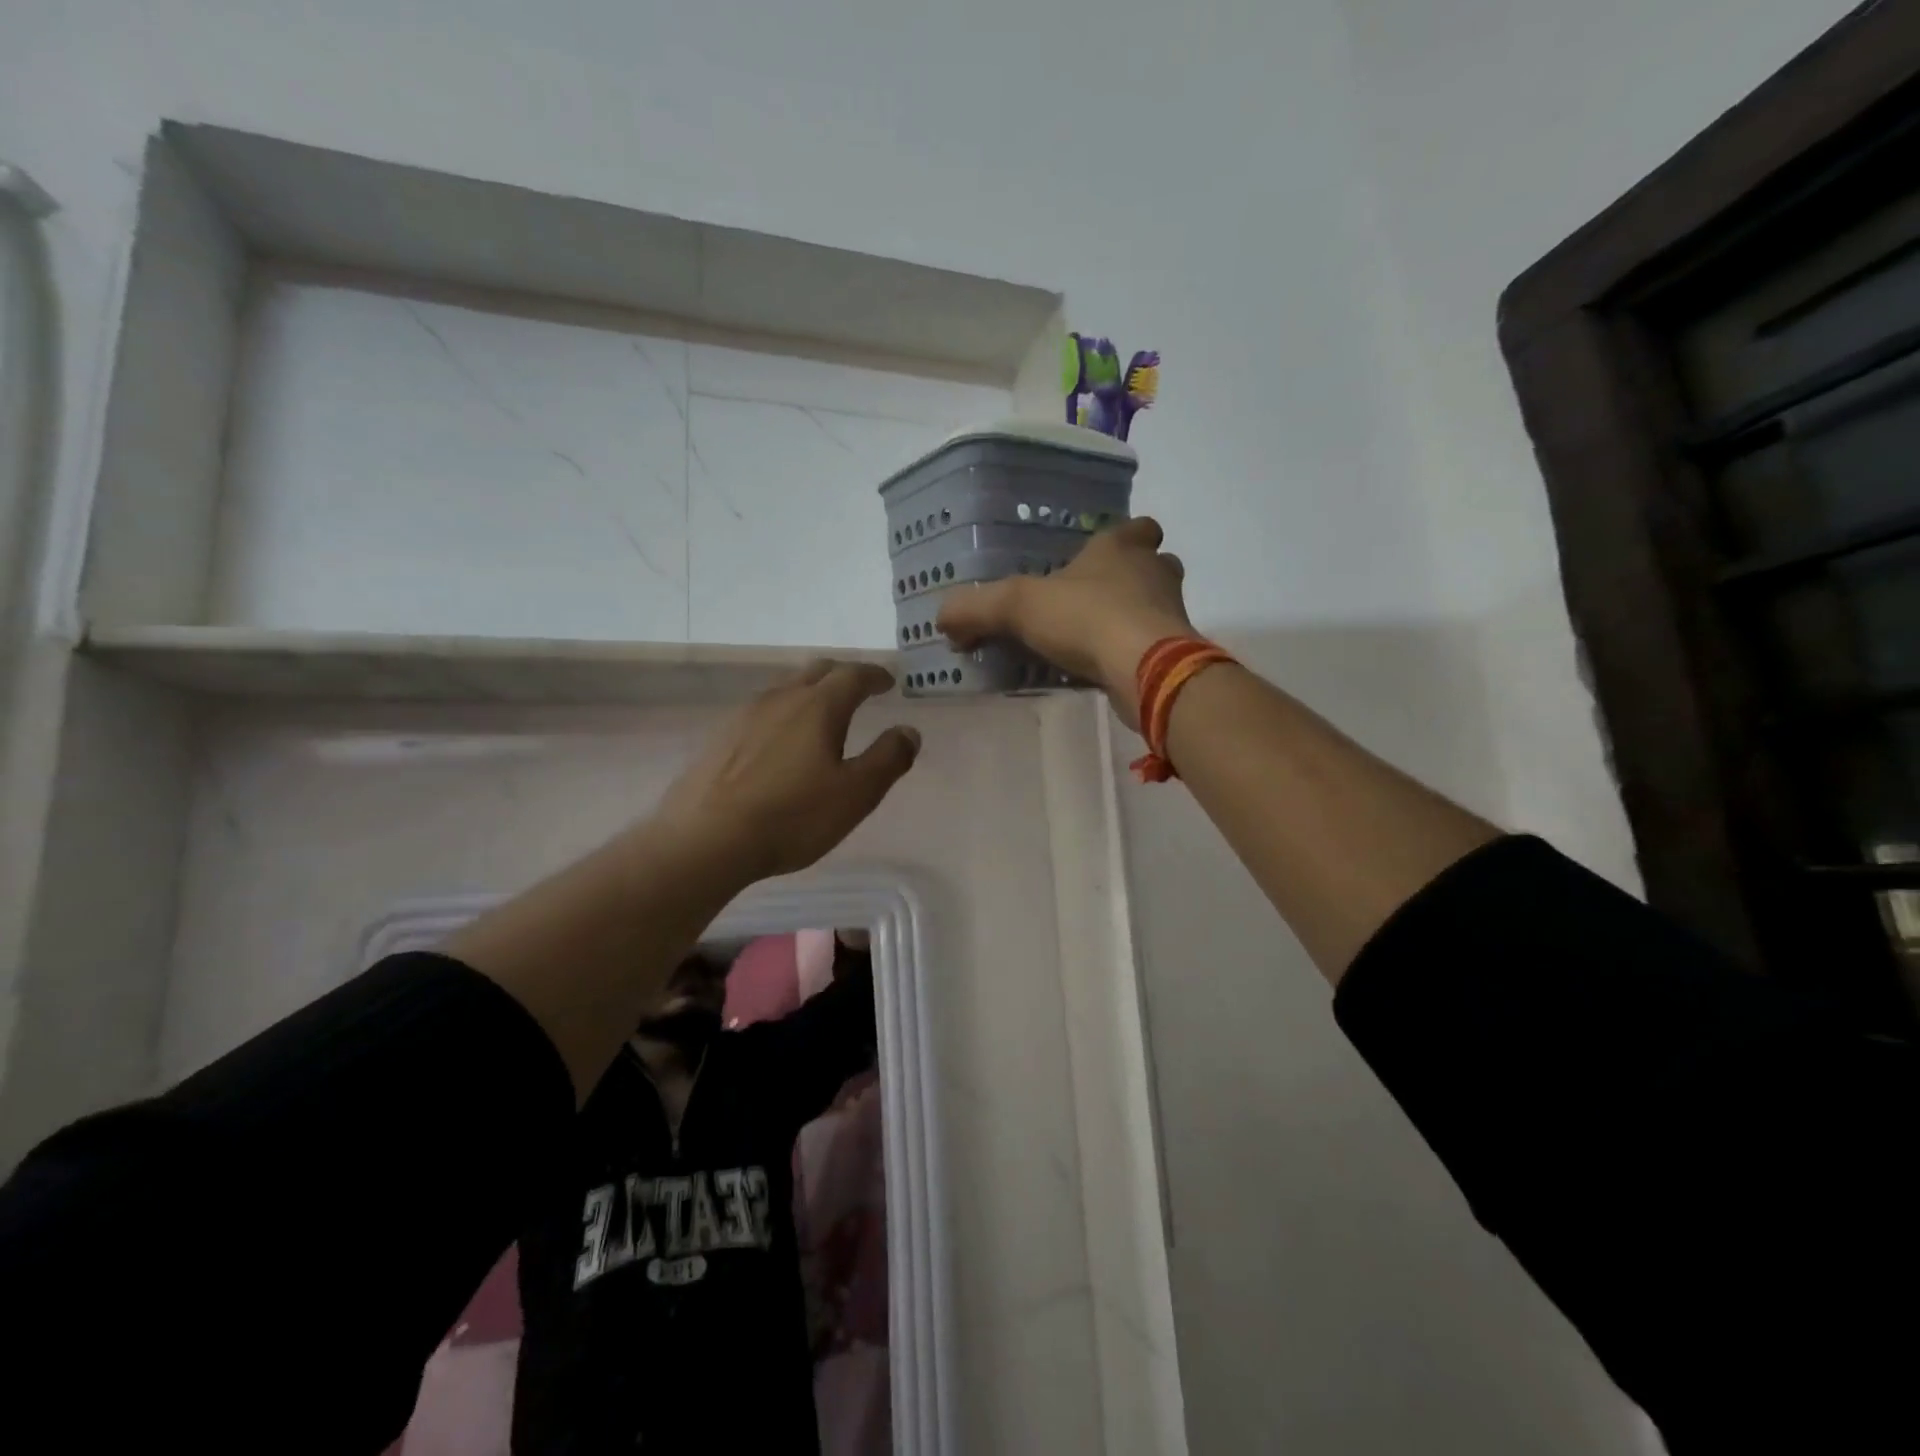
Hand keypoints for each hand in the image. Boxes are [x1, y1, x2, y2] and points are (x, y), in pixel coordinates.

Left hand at [653, 661, 920, 882]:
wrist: (706, 839)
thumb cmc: (792, 816)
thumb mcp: (856, 794)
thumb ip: (888, 759)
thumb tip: (909, 731)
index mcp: (818, 707)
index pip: (853, 676)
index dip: (875, 675)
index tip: (888, 681)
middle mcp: (781, 699)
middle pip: (817, 671)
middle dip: (844, 675)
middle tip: (860, 688)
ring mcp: (745, 716)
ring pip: (786, 689)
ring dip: (811, 692)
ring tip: (823, 713)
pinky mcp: (721, 739)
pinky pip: (762, 712)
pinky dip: (784, 714)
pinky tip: (781, 741)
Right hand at [937, 516, 1194, 727]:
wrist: (1146, 669)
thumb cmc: (1086, 619)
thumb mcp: (1017, 606)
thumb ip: (976, 608)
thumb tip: (943, 618)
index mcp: (1122, 547)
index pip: (1138, 527)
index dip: (1122, 537)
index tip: (1099, 556)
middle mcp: (1154, 573)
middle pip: (1152, 565)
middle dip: (1129, 578)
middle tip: (1093, 599)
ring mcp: (1171, 613)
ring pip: (1156, 606)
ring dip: (1132, 617)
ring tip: (1094, 638)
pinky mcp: (1175, 652)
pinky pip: (1153, 645)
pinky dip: (1133, 653)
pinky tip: (1104, 670)